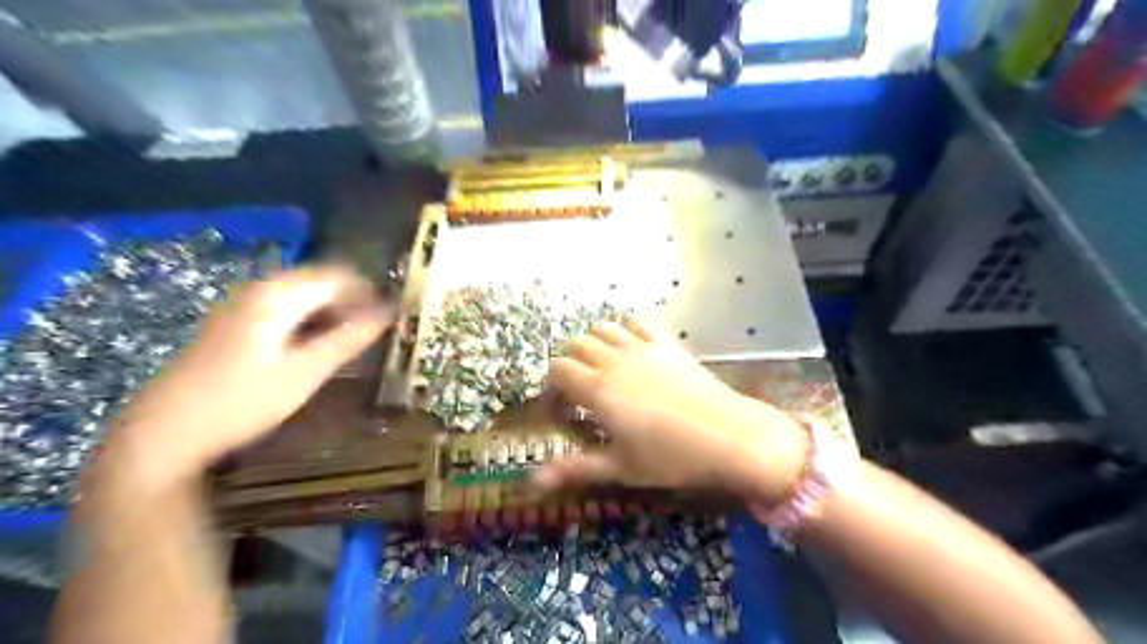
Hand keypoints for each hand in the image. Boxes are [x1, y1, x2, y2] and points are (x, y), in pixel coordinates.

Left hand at [107, 264, 393, 481]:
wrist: (164, 433)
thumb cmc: (242, 402)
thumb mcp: (306, 372)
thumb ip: (350, 338)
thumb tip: (389, 314)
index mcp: (277, 294)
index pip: (339, 277)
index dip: (370, 293)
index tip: (392, 318)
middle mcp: (258, 289)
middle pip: (320, 282)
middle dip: (352, 303)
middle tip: (375, 333)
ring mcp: (241, 305)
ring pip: (303, 296)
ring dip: (332, 313)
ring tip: (351, 342)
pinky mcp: (233, 323)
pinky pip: (284, 309)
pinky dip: (309, 322)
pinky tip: (315, 347)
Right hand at [535, 320, 803, 506]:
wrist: (729, 437)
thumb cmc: (671, 458)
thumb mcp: (620, 467)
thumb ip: (574, 469)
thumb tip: (531, 484)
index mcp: (598, 390)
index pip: (558, 370)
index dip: (552, 389)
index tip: (561, 412)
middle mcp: (614, 360)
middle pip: (576, 344)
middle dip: (569, 364)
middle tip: (580, 391)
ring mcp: (642, 347)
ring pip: (603, 327)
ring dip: (594, 342)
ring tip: (602, 367)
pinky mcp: (667, 343)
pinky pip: (639, 321)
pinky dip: (627, 327)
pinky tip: (632, 346)